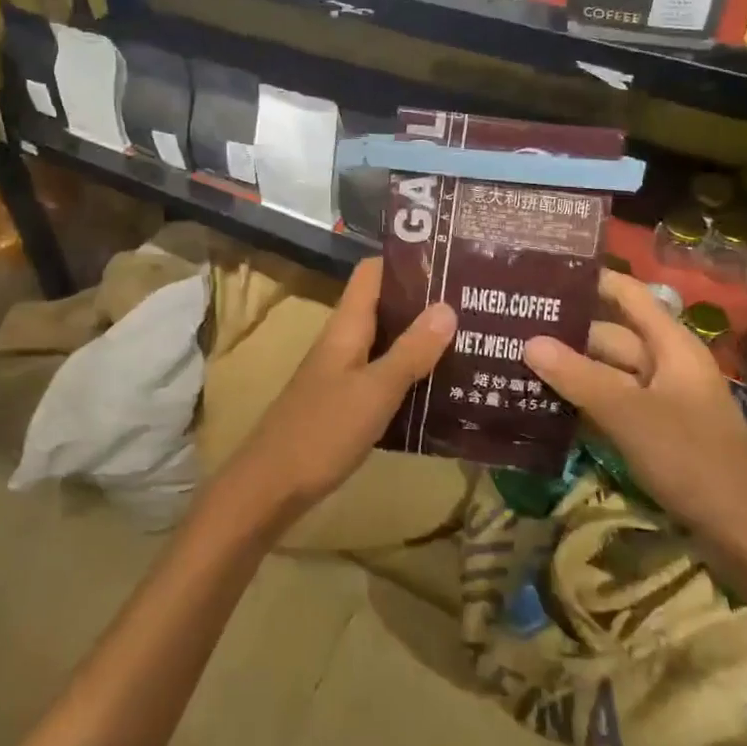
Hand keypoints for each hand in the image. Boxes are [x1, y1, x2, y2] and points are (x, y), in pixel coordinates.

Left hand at [218, 258, 455, 527]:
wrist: (272, 485)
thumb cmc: (323, 431)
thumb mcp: (375, 391)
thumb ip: (410, 351)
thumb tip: (447, 306)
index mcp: (346, 326)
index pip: (372, 273)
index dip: (406, 261)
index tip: (450, 260)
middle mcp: (343, 341)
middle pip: (384, 305)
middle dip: (424, 302)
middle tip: (474, 303)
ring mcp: (342, 372)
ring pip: (386, 341)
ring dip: (420, 338)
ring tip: (469, 340)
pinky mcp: (345, 401)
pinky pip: (382, 373)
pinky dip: (409, 372)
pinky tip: (441, 386)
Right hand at [525, 271, 746, 568]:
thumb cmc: (695, 461)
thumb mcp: (630, 415)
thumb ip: (578, 377)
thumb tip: (528, 341)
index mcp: (672, 346)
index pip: (627, 295)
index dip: (590, 281)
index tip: (541, 275)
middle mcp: (666, 366)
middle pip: (610, 336)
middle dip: (565, 333)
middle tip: (510, 329)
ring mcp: (662, 402)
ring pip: (607, 374)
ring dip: (569, 370)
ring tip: (515, 363)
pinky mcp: (655, 435)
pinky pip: (611, 406)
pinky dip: (582, 403)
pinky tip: (543, 407)